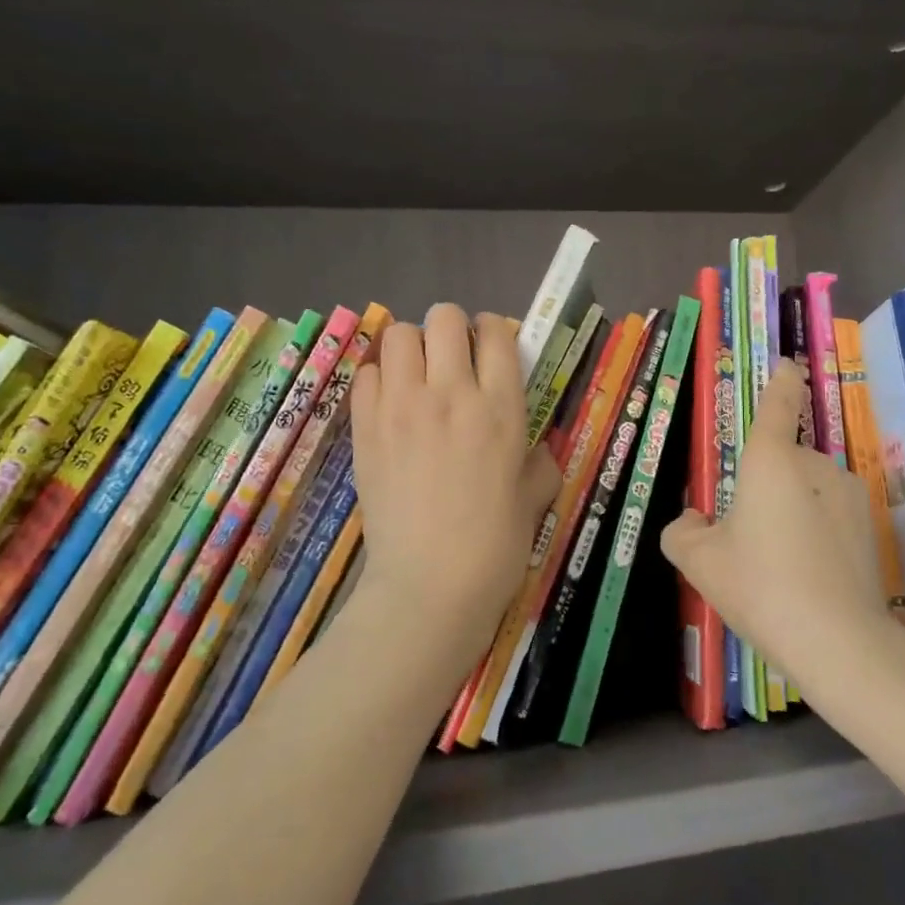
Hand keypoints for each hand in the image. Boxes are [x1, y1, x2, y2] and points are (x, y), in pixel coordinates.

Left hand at [349, 305, 560, 682]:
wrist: (429, 587)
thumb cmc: (494, 547)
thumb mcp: (535, 499)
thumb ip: (539, 461)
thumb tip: (534, 447)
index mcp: (501, 408)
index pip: (496, 332)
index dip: (494, 331)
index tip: (490, 350)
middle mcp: (451, 394)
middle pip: (444, 317)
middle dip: (451, 329)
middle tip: (452, 360)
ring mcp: (402, 407)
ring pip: (397, 335)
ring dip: (411, 347)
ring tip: (416, 376)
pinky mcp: (365, 428)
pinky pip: (365, 374)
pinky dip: (378, 379)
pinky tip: (389, 405)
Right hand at [662, 360, 904, 694]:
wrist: (839, 642)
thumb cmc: (760, 586)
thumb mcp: (699, 561)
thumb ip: (682, 530)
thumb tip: (694, 518)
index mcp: (772, 460)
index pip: (778, 405)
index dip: (781, 382)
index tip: (788, 365)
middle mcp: (816, 465)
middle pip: (784, 461)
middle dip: (765, 486)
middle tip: (746, 537)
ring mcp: (849, 496)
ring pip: (808, 490)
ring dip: (792, 510)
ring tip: (777, 564)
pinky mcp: (870, 528)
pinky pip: (829, 516)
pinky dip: (815, 532)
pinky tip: (807, 576)